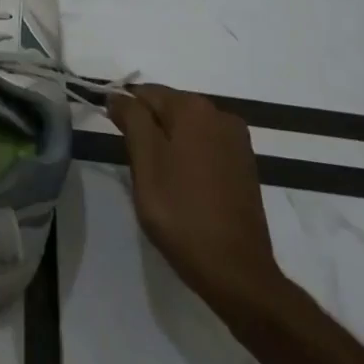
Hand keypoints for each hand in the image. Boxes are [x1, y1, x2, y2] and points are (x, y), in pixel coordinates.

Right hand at [108, 85, 284, 310]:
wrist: (235, 270)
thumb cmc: (181, 211)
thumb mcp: (145, 161)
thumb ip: (131, 118)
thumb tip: (118, 95)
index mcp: (194, 108)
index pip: (145, 93)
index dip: (125, 114)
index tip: (118, 144)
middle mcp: (220, 114)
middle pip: (168, 108)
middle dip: (148, 130)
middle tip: (138, 168)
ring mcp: (237, 141)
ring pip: (186, 129)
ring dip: (167, 145)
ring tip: (159, 182)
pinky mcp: (244, 166)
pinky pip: (205, 147)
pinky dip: (188, 158)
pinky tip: (183, 187)